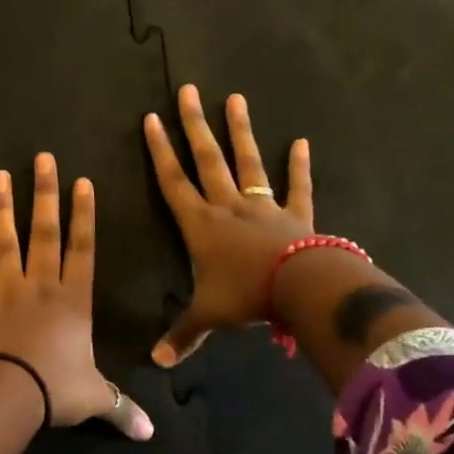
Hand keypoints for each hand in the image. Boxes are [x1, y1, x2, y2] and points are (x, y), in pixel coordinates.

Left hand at [0, 153, 153, 438]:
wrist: (10, 395)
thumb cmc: (57, 389)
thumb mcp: (95, 398)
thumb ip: (121, 408)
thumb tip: (150, 434)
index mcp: (73, 299)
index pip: (83, 248)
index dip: (84, 214)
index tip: (82, 181)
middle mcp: (40, 285)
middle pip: (45, 232)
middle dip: (45, 194)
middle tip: (42, 159)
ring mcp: (5, 290)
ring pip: (5, 242)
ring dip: (2, 208)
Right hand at [143, 85, 314, 366]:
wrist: (301, 289)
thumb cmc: (247, 295)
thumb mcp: (208, 315)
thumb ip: (182, 335)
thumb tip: (155, 363)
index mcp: (200, 224)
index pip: (173, 181)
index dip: (160, 151)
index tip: (152, 119)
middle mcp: (228, 206)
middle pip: (207, 159)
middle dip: (194, 125)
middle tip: (188, 91)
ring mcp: (263, 206)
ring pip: (247, 162)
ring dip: (239, 131)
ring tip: (234, 98)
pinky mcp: (296, 213)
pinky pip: (297, 187)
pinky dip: (300, 166)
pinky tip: (302, 142)